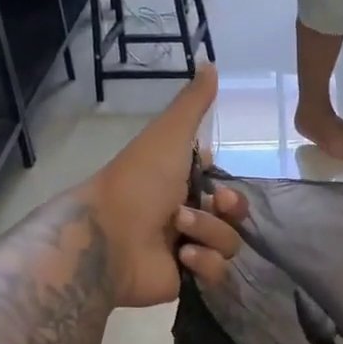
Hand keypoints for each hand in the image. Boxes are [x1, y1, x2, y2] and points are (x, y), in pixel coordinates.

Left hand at [85, 67, 246, 307]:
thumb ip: (193, 104)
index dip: (230, 190)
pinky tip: (182, 258)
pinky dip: (205, 264)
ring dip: (209, 234)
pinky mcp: (187, 281)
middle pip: (234, 218)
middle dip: (228, 212)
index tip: (220, 184)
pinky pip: (218, 274)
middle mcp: (186, 217)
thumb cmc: (138, 182)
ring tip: (178, 232)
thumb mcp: (169, 135)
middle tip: (214, 205)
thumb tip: (210, 62)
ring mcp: (187, 250)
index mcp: (181, 186)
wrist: (109, 237)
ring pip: (229, 244)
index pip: (224, 190)